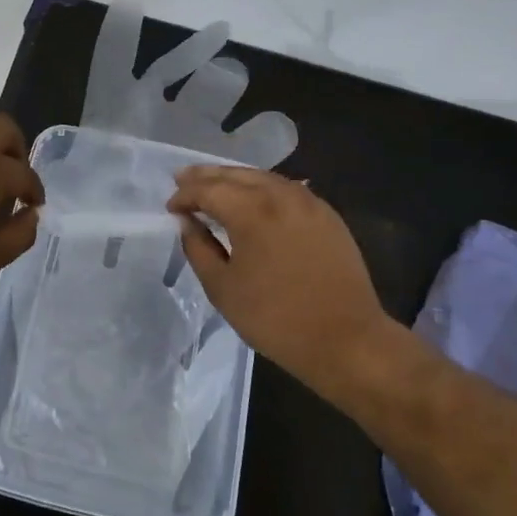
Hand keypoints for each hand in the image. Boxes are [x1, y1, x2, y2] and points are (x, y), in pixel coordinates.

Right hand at [168, 167, 398, 413]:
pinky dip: (263, 188)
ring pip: (263, 178)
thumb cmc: (275, 319)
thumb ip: (198, 249)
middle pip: (236, 175)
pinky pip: (287, 190)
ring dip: (235, 178)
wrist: (346, 340)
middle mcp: (281, 195)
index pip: (208, 190)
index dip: (185, 195)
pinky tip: (254, 198)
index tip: (170, 207)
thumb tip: (187, 223)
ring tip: (214, 185)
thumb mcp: (223, 289)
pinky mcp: (328, 215)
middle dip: (206, 176)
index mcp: (252, 211)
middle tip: (183, 179)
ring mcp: (309, 202)